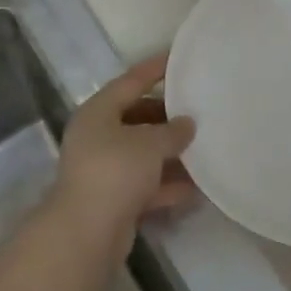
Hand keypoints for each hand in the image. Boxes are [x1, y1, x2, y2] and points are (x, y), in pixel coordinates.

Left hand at [51, 54, 196, 245]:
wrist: (86, 234)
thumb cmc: (115, 172)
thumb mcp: (149, 144)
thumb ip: (172, 131)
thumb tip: (187, 124)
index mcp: (98, 112)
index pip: (131, 81)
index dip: (155, 69)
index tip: (178, 57)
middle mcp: (97, 136)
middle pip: (137, 117)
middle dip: (167, 116)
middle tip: (198, 109)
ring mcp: (103, 169)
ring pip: (142, 153)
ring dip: (170, 153)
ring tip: (203, 146)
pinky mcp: (113, 199)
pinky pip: (145, 183)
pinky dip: (167, 184)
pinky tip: (196, 186)